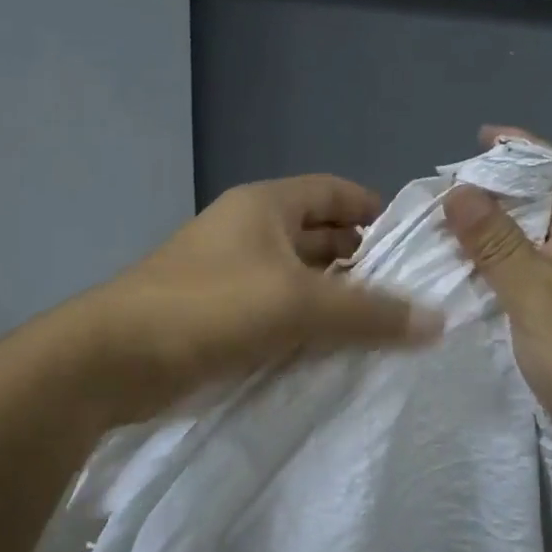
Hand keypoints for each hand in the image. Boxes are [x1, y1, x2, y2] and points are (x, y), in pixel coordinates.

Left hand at [76, 174, 443, 427]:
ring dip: (334, 299)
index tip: (412, 243)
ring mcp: (229, 274)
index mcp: (265, 206)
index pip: (333, 192)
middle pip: (318, 234)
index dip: (372, 210)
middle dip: (360, 260)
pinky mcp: (218, 316)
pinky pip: (276, 311)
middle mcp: (248, 231)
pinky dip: (306, 326)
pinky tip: (336, 352)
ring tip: (384, 327)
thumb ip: (369, 312)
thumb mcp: (298, 305)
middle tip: (408, 293)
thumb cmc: (210, 308)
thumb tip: (437, 320)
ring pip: (297, 278)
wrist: (114, 359)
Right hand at [442, 127, 551, 487]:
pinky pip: (521, 290)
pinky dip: (490, 283)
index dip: (517, 149)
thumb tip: (459, 188)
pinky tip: (459, 295)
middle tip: (434, 200)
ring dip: (484, 242)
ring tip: (433, 242)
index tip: (475, 139)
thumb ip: (498, 246)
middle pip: (532, 209)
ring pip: (523, 252)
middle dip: (488, 196)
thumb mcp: (539, 297)